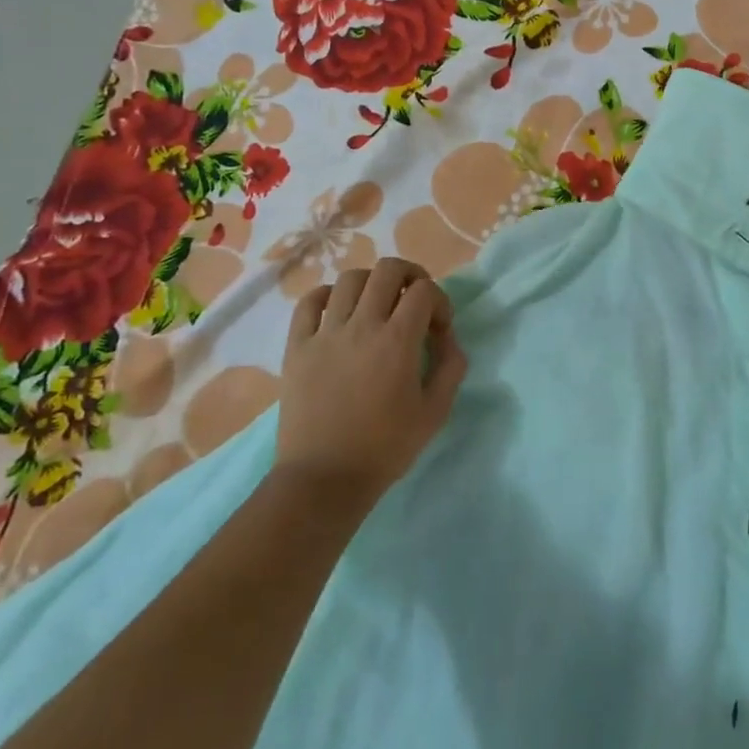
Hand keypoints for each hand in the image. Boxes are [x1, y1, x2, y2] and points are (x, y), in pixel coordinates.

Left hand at [276, 259, 467, 503]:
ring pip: (349, 279)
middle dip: (410, 275)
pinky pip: (309, 302)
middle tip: (414, 299)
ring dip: (371, 283)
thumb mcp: (436, 411)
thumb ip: (451, 366)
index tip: (439, 328)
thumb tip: (447, 337)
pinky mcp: (297, 347)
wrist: (324, 479)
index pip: (424, 291)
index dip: (439, 301)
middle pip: (387, 270)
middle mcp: (361, 326)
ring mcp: (325, 334)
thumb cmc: (386, 448)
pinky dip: (327, 295)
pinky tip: (338, 310)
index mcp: (397, 341)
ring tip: (377, 304)